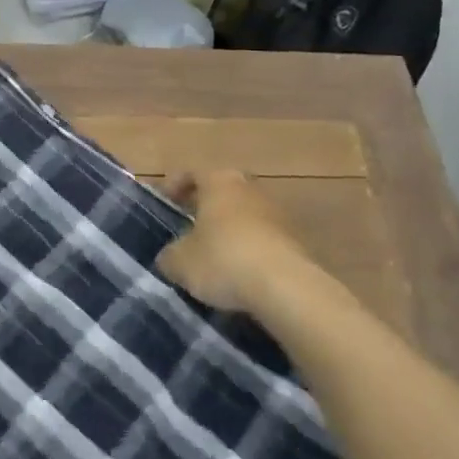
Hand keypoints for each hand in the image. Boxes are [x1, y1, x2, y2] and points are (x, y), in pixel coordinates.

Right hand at [156, 171, 321, 313]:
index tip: (164, 203)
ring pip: (243, 215)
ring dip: (228, 230)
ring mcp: (276, 212)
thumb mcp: (180, 262)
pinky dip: (248, 250)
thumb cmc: (224, 259)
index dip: (174, 186)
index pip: (191, 172)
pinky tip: (238, 274)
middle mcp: (249, 188)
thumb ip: (169, 256)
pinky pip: (261, 239)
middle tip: (188, 228)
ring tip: (213, 256)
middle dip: (204, 208)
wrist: (286, 286)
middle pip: (221, 191)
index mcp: (219, 181)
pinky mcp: (294, 239)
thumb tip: (169, 258)